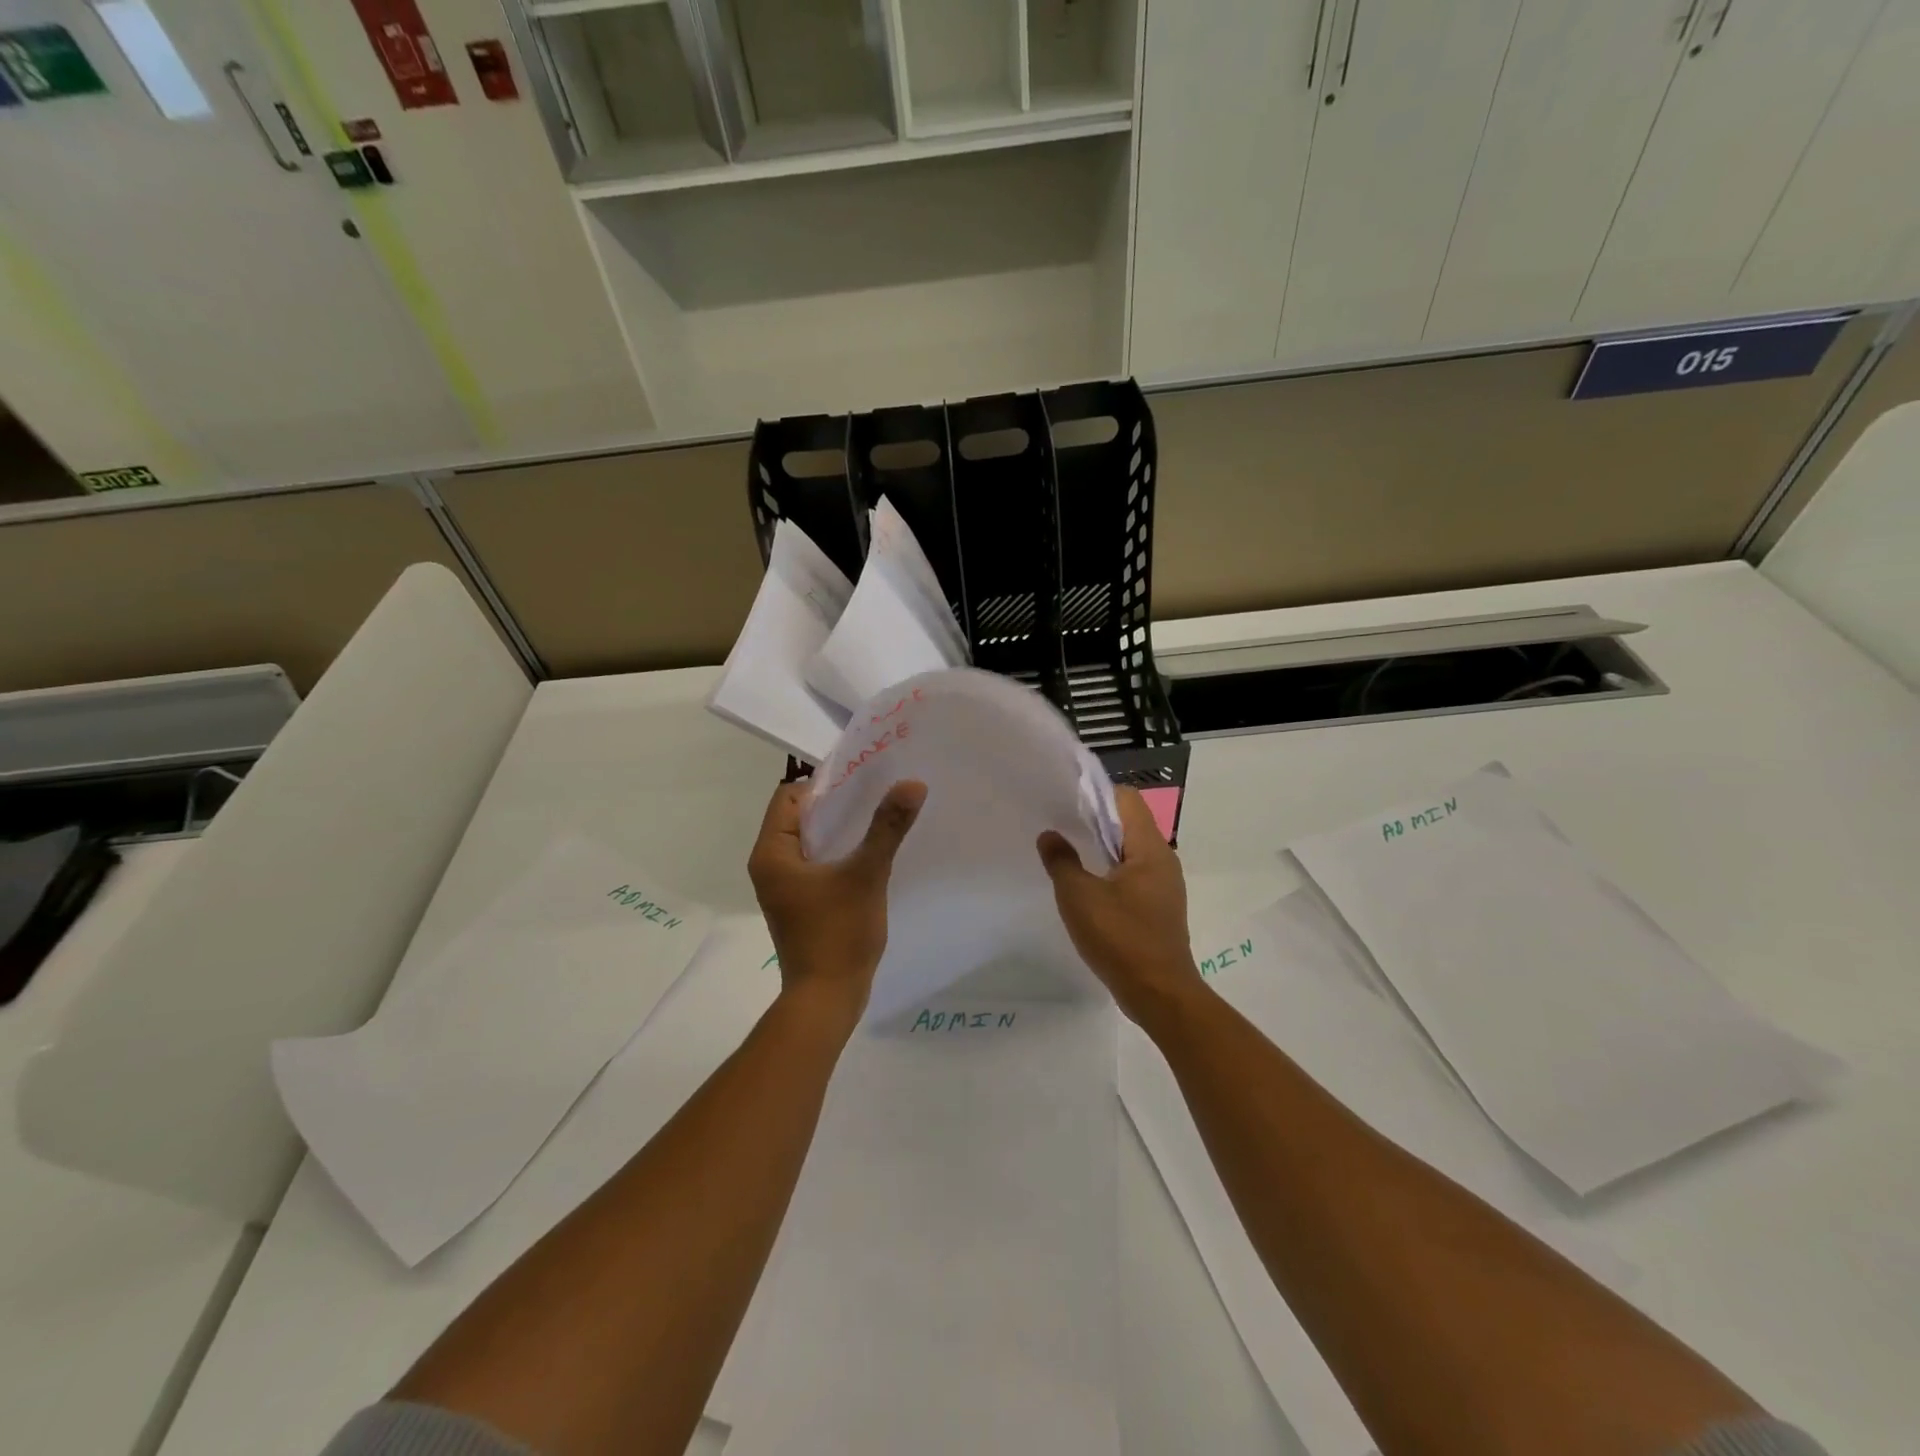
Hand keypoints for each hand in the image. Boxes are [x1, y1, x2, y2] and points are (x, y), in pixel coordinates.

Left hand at [748, 777, 926, 1024]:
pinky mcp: (800, 903)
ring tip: (879, 819)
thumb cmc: (838, 933)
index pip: (789, 796)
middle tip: (877, 794)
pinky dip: (840, 853)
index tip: (861, 781)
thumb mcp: (866, 874)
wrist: (827, 998)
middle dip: (837, 805)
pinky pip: (817, 864)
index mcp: (771, 853)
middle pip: (800, 817)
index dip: (823, 784)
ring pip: (811, 842)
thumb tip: (912, 784)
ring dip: (841, 830)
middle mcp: (770, 866)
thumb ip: (887, 827)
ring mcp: (784, 887)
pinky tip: (871, 854)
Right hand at [1037, 786, 1200, 1023]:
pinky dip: (1111, 871)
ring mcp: (1164, 885)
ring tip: (1069, 853)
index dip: (1096, 794)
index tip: (1066, 802)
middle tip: (1060, 825)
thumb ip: (1061, 861)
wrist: (1160, 994)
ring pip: (1131, 850)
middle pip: (1129, 822)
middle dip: (1095, 820)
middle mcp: (1163, 860)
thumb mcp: (1079, 897)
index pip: (1126, 799)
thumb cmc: (1120, 938)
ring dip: (1102, 847)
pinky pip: (1134, 874)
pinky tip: (1087, 886)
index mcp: (1149, 848)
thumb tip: (1050, 835)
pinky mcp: (1159, 907)